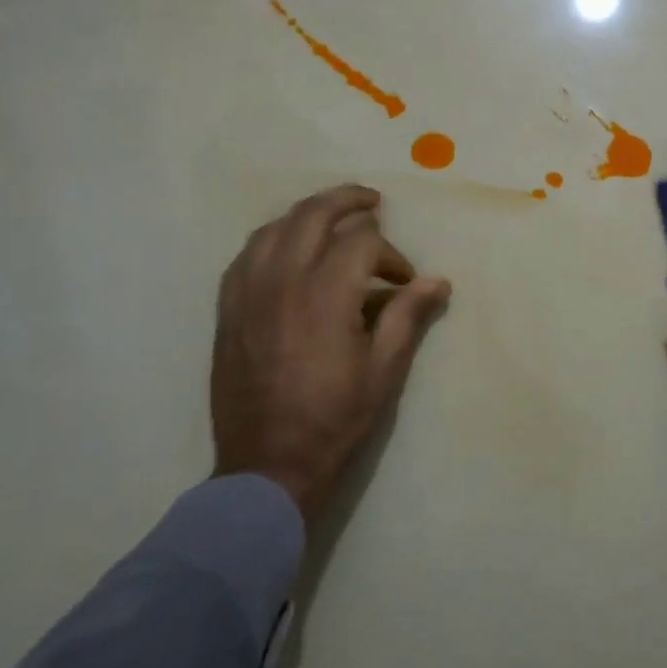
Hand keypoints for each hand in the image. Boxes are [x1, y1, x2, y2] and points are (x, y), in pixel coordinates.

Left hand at [211, 184, 450, 522]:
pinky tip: (287, 248)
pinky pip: (246, 255)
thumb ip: (408, 316)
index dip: (391, 254)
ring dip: (308, 214)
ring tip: (332, 218)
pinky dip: (272, 238)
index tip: (404, 281)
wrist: (267, 467)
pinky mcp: (228, 310)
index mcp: (326, 295)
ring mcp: (248, 293)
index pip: (362, 241)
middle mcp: (283, 281)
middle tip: (372, 202)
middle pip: (313, 215)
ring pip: (275, 227)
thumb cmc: (334, 420)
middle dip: (348, 201)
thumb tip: (438, 280)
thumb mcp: (384, 371)